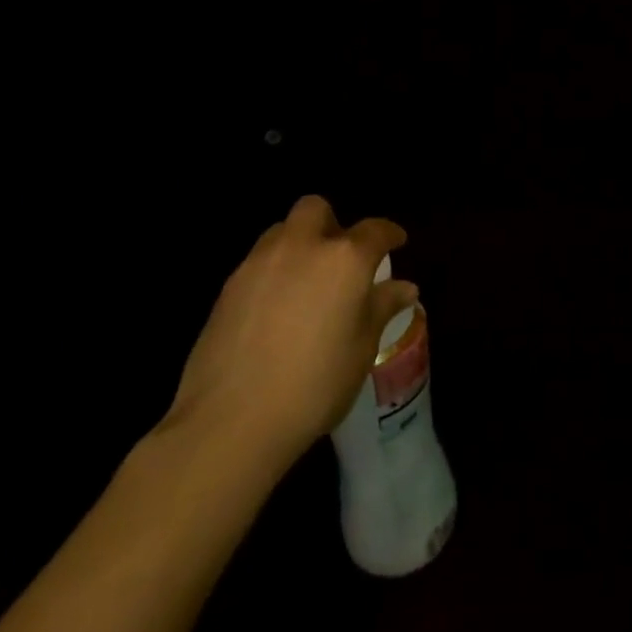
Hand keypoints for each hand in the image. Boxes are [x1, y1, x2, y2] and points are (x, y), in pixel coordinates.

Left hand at [158, 195, 417, 481]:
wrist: (230, 422)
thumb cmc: (314, 384)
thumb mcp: (361, 348)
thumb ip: (381, 308)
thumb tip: (405, 288)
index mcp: (344, 258)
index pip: (375, 230)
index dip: (389, 234)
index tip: (397, 243)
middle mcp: (301, 247)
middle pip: (316, 210)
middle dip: (332, 224)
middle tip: (340, 257)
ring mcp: (258, 264)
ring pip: (282, 232)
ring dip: (299, 244)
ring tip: (306, 283)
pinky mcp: (227, 288)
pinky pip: (258, 263)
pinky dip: (273, 273)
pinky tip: (276, 311)